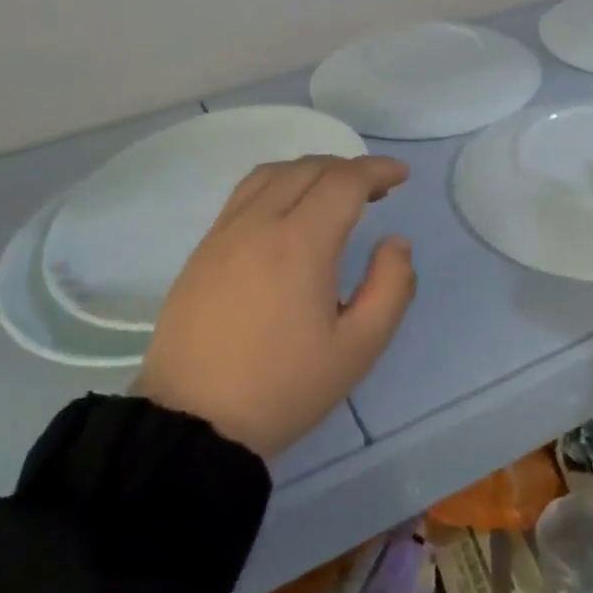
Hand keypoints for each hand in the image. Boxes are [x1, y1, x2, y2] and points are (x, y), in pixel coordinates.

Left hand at [135, 155, 415, 459]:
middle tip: (374, 190)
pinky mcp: (203, 248)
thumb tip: (396, 242)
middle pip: (308, 168)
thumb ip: (390, 288)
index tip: (400, 175)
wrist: (191, 424)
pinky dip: (277, 184)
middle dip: (348, 168)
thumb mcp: (357, 349)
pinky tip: (286, 211)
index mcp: (300, 243)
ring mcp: (224, 232)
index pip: (343, 181)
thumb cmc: (282, 388)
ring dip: (309, 170)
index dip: (376, 170)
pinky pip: (244, 193)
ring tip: (331, 191)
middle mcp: (259, 223)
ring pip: (272, 173)